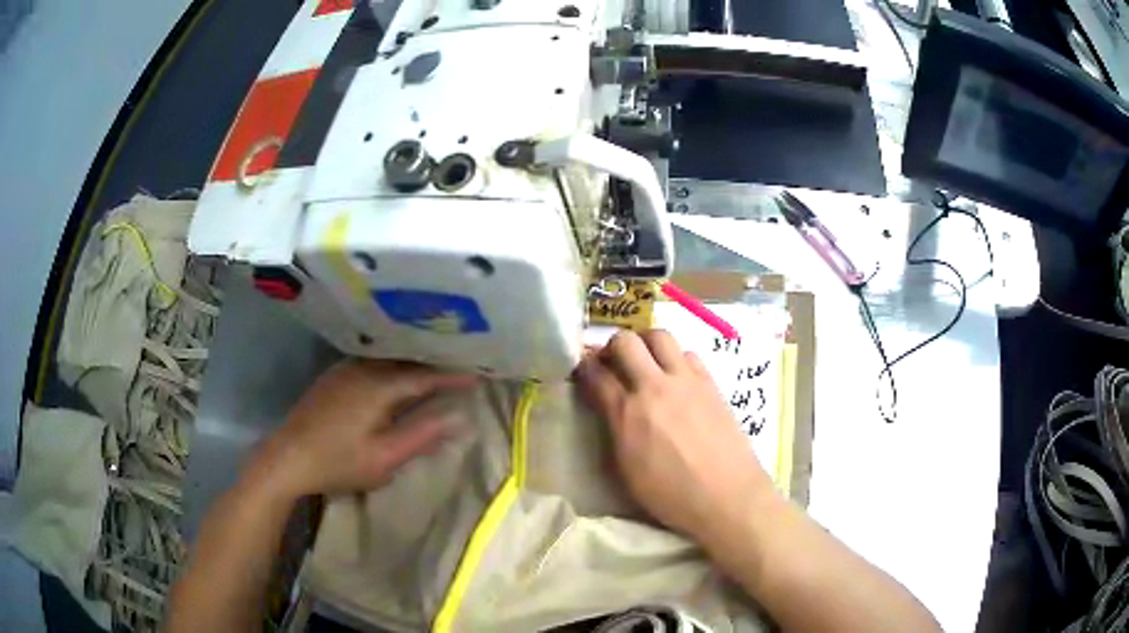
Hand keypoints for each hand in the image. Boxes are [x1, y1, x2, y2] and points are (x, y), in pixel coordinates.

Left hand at [247, 359, 476, 500]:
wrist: (287, 458)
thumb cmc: (338, 463)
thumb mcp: (385, 458)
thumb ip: (422, 436)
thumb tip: (458, 419)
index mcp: (378, 386)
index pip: (424, 376)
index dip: (451, 377)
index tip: (477, 376)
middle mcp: (363, 369)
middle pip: (405, 360)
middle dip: (433, 363)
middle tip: (459, 366)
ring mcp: (344, 370)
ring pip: (387, 360)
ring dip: (411, 362)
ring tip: (433, 368)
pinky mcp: (333, 377)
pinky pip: (371, 363)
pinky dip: (391, 366)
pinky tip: (394, 374)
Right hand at [575, 329, 774, 544]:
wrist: (726, 496)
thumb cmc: (671, 496)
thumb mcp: (627, 470)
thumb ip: (615, 431)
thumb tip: (610, 408)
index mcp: (627, 413)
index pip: (596, 373)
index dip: (584, 366)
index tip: (583, 369)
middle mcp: (654, 387)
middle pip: (625, 341)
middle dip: (612, 346)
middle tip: (614, 362)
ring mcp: (686, 381)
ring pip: (660, 336)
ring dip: (646, 344)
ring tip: (646, 362)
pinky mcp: (711, 383)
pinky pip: (688, 354)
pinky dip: (676, 358)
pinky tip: (677, 378)